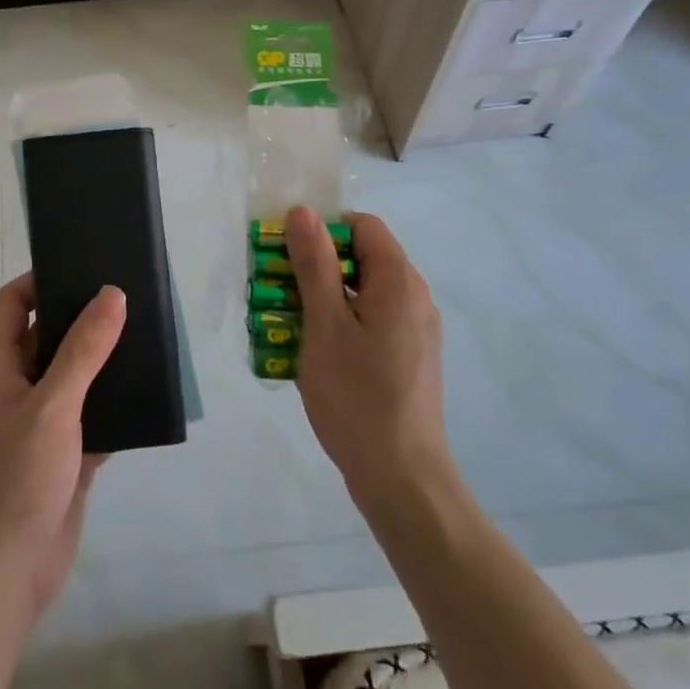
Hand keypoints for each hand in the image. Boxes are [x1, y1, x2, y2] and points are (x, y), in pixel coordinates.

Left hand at [0, 275, 123, 622]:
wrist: (8, 572)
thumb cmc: (17, 477)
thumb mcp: (52, 405)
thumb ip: (83, 350)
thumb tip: (111, 294)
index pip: (12, 303)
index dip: (41, 280)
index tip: (83, 266)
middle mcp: (13, 387)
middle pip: (46, 335)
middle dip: (82, 317)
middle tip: (127, 296)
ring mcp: (38, 422)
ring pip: (72, 376)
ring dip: (102, 360)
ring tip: (145, 334)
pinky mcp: (63, 453)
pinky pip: (91, 414)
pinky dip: (113, 403)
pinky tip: (148, 392)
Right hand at [285, 206, 450, 501]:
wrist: (401, 476)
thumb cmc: (357, 396)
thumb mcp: (324, 324)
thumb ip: (314, 265)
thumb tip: (303, 212)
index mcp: (399, 281)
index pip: (362, 226)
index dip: (322, 229)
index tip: (285, 253)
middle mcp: (414, 297)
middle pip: (361, 258)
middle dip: (315, 266)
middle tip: (275, 290)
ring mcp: (414, 330)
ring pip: (362, 293)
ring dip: (322, 298)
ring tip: (285, 323)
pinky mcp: (408, 358)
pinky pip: (370, 322)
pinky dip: (339, 324)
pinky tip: (311, 354)